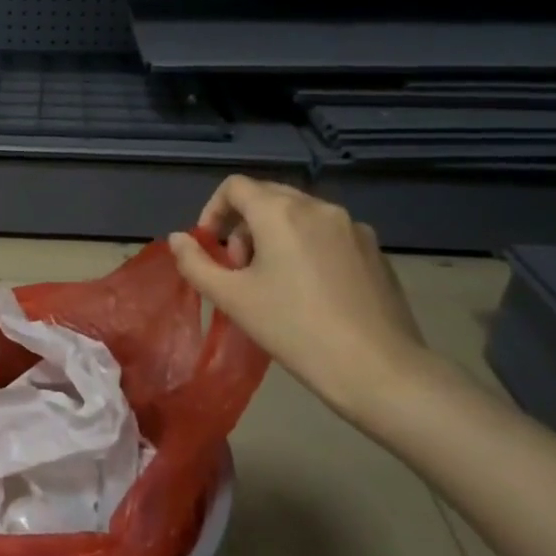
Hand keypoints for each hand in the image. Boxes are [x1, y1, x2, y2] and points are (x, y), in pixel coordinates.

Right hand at [167, 176, 434, 417]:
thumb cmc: (294, 329)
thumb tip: (177, 238)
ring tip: (272, 280)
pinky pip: (327, 232)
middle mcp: (317, 207)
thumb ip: (196, 263)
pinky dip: (306, 246)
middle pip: (267, 197)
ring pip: (299, 214)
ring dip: (274, 235)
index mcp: (280, 212)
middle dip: (243, 225)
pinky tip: (310, 289)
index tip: (210, 248)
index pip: (234, 187)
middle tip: (239, 269)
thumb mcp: (232, 298)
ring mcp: (351, 226)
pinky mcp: (373, 248)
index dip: (212, 211)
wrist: (377, 368)